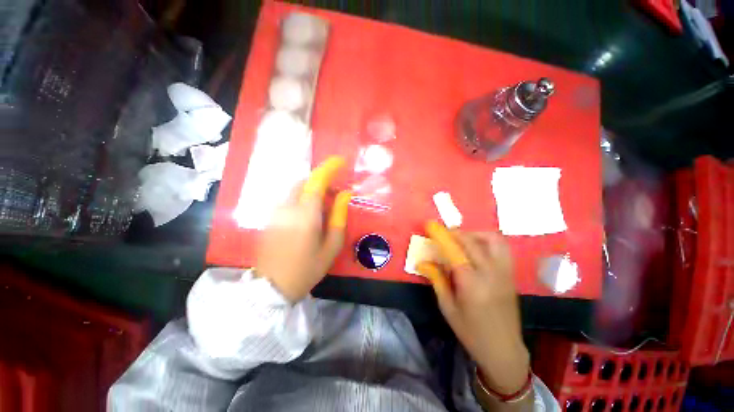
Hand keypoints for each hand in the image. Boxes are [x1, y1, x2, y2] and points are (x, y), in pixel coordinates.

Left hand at [255, 157, 351, 302]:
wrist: (271, 287)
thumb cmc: (307, 268)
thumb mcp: (332, 245)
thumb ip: (339, 216)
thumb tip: (345, 194)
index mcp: (306, 214)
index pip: (316, 181)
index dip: (329, 167)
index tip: (341, 161)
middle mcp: (288, 207)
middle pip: (305, 182)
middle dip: (322, 182)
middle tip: (335, 195)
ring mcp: (276, 212)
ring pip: (296, 190)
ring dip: (312, 191)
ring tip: (324, 207)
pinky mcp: (270, 217)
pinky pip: (289, 199)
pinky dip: (302, 198)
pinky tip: (309, 215)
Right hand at [417, 221, 528, 394]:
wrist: (504, 349)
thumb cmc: (471, 332)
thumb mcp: (447, 307)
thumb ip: (436, 280)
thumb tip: (422, 262)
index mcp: (471, 284)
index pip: (454, 251)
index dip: (441, 236)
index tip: (430, 225)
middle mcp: (490, 273)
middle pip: (472, 242)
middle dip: (454, 233)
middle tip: (442, 233)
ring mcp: (504, 272)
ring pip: (493, 239)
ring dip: (474, 234)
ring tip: (461, 239)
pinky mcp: (511, 274)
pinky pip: (502, 247)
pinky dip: (487, 240)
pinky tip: (477, 247)